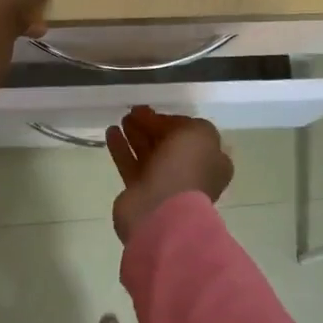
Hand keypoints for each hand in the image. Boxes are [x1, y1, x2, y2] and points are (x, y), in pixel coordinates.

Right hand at [105, 106, 233, 241]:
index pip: (192, 134)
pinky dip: (121, 148)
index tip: (155, 110)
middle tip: (134, 112)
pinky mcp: (140, 191)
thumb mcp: (198, 134)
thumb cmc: (185, 170)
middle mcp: (190, 172)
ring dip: (136, 134)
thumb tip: (165, 125)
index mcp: (211, 161)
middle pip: (169, 143)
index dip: (174, 120)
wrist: (161, 212)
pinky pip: (130, 164)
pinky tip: (111, 132)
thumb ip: (185, 123)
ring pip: (148, 153)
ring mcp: (164, 183)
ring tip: (122, 119)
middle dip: (152, 126)